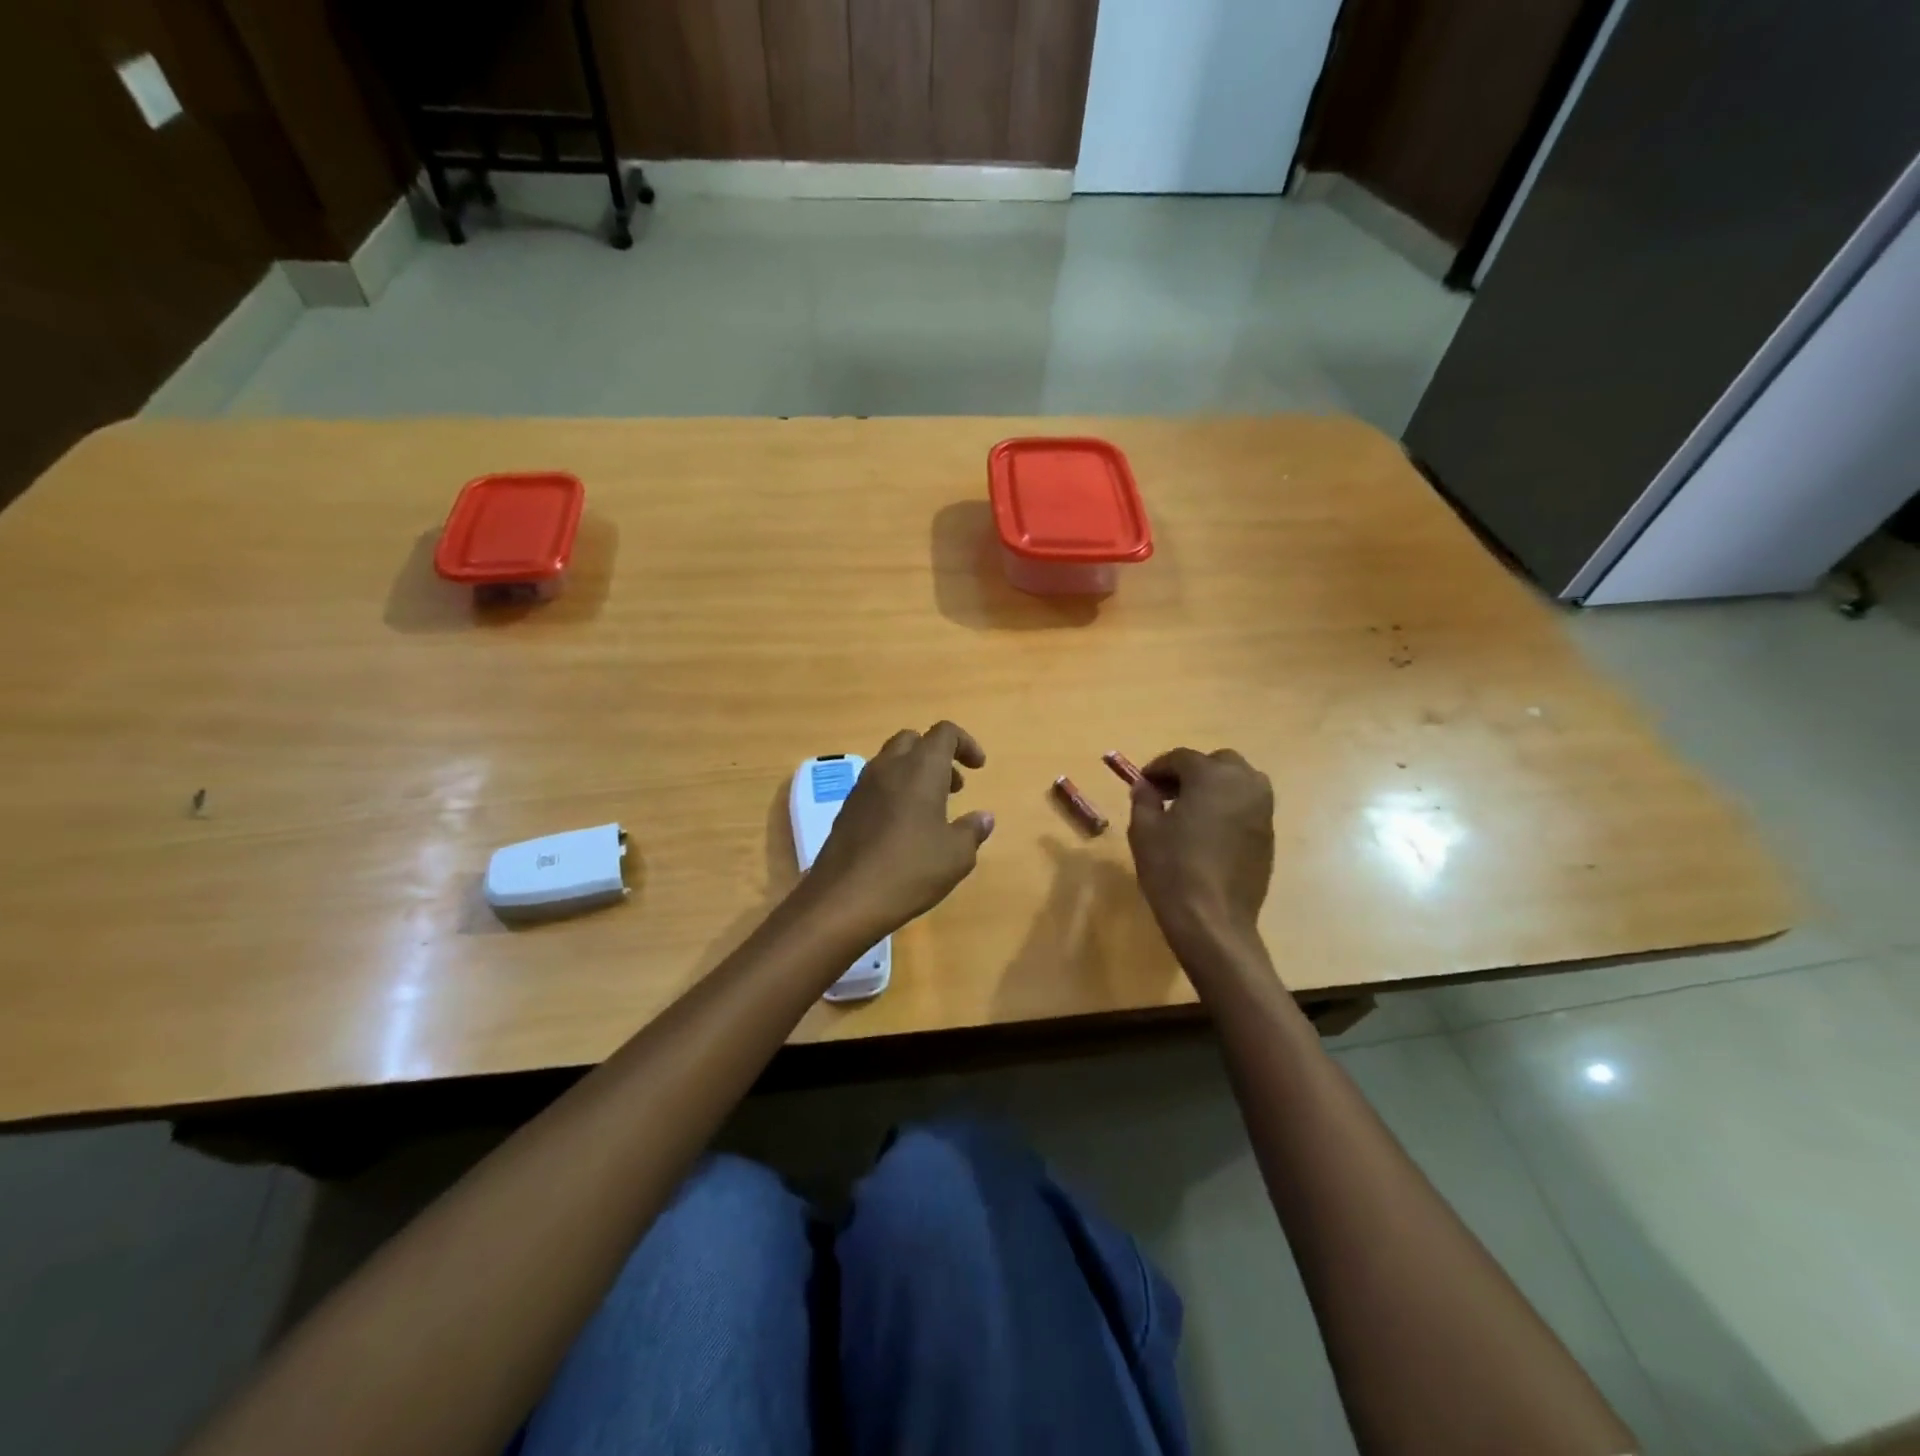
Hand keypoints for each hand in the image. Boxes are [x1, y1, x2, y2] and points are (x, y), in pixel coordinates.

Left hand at [804, 722, 995, 938]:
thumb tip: (983, 817)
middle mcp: (888, 767)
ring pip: (891, 762)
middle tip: (954, 787)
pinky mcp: (847, 809)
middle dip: (937, 756)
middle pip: (913, 741)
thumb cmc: (910, 870)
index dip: (966, 744)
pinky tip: (903, 829)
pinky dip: (895, 793)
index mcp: (920, 768)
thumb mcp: (956, 855)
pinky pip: (876, 786)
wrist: (844, 899)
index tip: (978, 768)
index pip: (944, 733)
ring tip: (932, 811)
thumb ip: (972, 830)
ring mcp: (862, 787)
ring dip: (915, 774)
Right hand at [1127, 748, 1274, 958]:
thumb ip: (1144, 798)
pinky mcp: (1268, 834)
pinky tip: (1209, 831)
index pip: (1181, 758)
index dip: (1158, 767)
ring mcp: (1262, 810)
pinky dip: (1229, 807)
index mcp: (1211, 776)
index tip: (1143, 783)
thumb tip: (1146, 786)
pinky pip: (1248, 806)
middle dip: (1192, 772)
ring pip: (1239, 781)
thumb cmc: (1172, 868)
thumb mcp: (1144, 829)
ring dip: (1215, 786)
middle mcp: (1244, 784)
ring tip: (1191, 810)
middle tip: (1168, 793)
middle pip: (1218, 762)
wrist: (1213, 919)